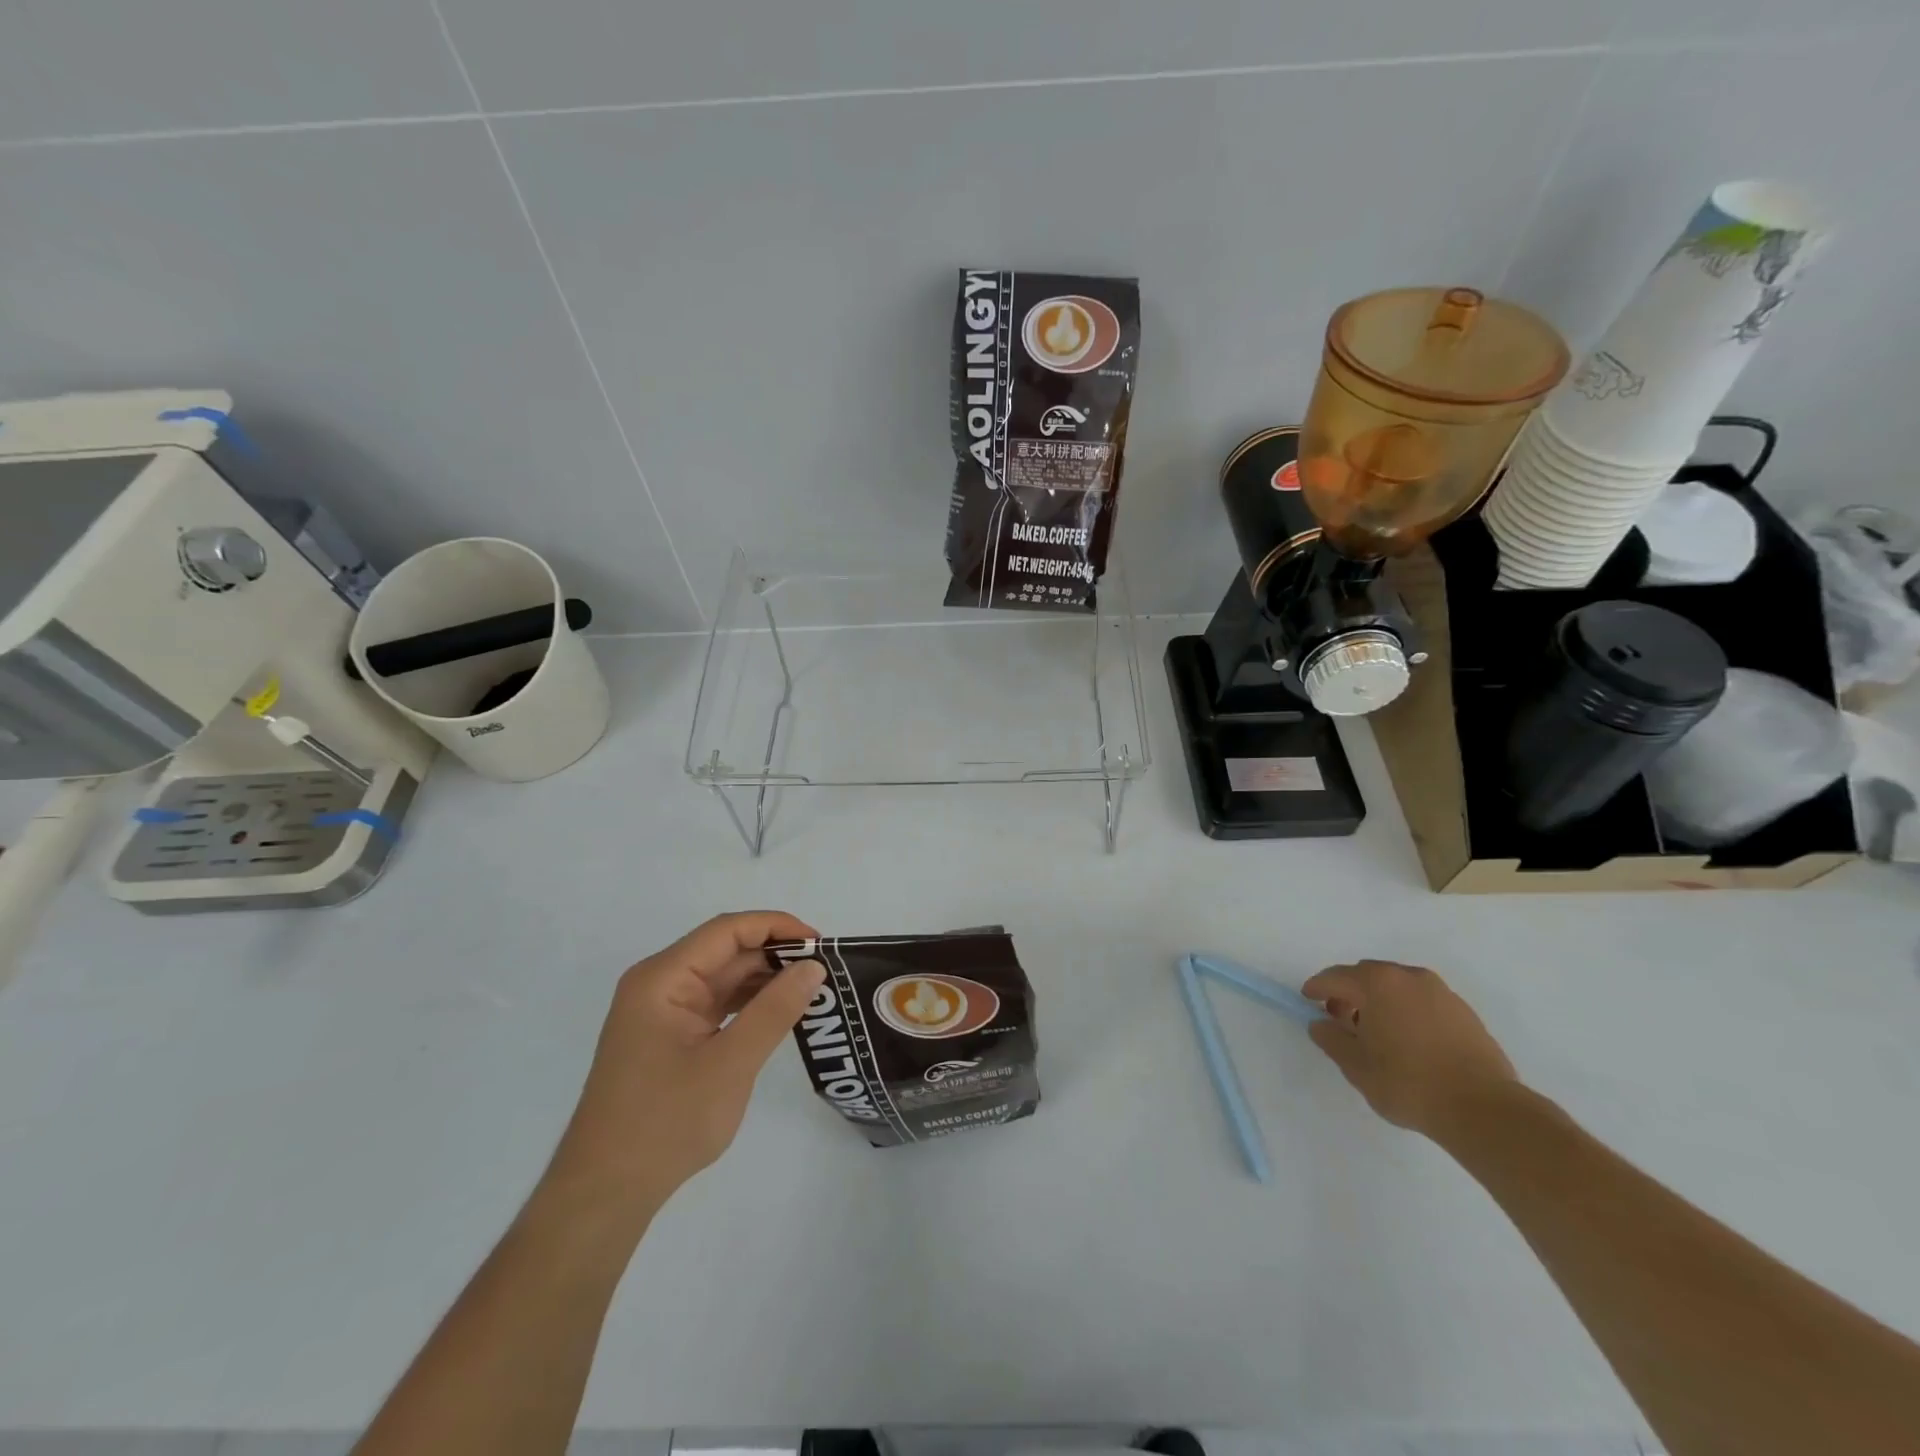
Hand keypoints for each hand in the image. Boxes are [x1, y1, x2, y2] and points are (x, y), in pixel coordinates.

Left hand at [541, 912, 824, 1229]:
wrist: (605, 1193)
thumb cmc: (665, 1123)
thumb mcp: (730, 1064)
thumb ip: (774, 1010)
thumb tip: (814, 967)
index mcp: (663, 978)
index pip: (727, 931)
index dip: (776, 927)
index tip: (820, 944)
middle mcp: (659, 984)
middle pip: (726, 951)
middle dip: (775, 955)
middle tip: (826, 971)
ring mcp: (663, 1012)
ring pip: (724, 978)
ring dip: (766, 980)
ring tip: (812, 990)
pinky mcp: (670, 1036)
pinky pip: (717, 1004)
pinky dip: (750, 1005)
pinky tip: (781, 1013)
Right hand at [1304, 959, 1517, 1138]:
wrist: (1484, 1110)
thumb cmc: (1409, 1084)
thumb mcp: (1356, 1066)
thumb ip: (1331, 1039)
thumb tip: (1320, 1024)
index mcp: (1378, 983)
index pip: (1336, 977)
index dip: (1317, 988)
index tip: (1307, 1000)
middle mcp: (1409, 977)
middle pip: (1367, 975)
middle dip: (1350, 993)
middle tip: (1342, 1020)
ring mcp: (1441, 992)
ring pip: (1397, 987)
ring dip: (1380, 1001)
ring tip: (1378, 1034)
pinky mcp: (1464, 1012)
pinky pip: (1422, 1001)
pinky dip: (1407, 1011)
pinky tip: (1409, 1042)